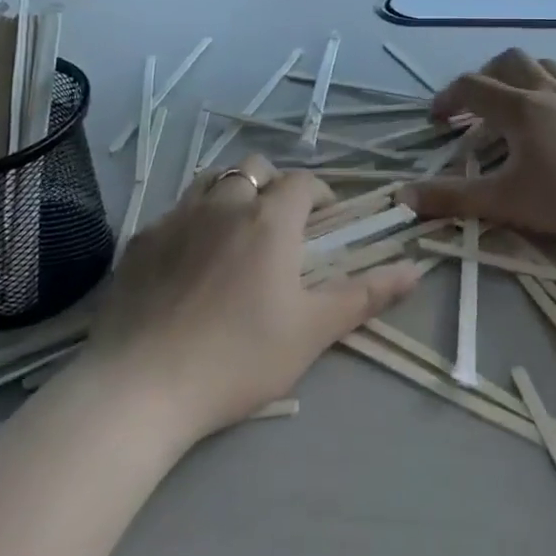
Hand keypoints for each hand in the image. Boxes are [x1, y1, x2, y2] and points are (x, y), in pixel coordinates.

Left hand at [81, 155, 423, 442]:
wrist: (139, 387)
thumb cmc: (238, 358)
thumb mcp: (312, 331)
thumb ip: (365, 295)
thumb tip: (416, 269)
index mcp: (269, 220)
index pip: (302, 183)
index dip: (320, 193)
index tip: (327, 218)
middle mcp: (223, 204)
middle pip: (254, 167)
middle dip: (274, 184)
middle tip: (282, 224)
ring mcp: (176, 218)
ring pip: (210, 180)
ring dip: (231, 192)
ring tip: (237, 230)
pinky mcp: (139, 242)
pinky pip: (173, 213)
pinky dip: (192, 220)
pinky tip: (188, 260)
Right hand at [403, 50, 555, 245]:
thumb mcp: (506, 201)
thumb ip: (453, 198)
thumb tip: (403, 196)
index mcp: (519, 108)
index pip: (472, 87)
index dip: (447, 98)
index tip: (436, 120)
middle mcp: (547, 90)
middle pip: (508, 61)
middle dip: (484, 76)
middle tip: (475, 106)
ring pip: (543, 63)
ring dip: (520, 74)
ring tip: (514, 100)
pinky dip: (554, 80)